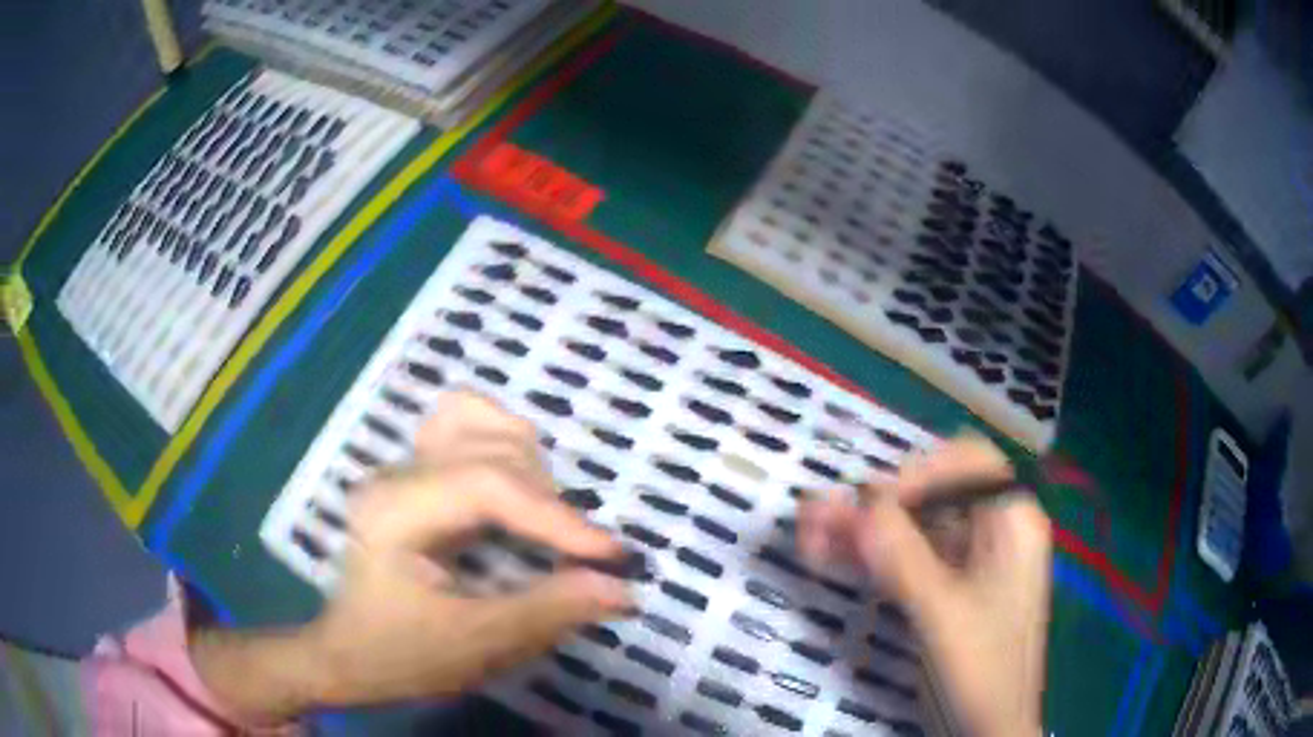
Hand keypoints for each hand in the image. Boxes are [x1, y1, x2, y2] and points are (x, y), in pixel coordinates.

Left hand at [192, 390, 630, 723]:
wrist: (349, 654)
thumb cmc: (401, 654)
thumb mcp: (476, 645)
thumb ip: (548, 611)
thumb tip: (621, 587)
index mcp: (395, 511)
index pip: (486, 486)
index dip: (555, 517)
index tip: (612, 555)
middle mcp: (395, 474)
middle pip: (490, 448)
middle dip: (546, 502)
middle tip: (578, 556)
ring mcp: (400, 467)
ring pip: (477, 420)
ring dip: (527, 466)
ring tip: (546, 522)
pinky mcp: (411, 475)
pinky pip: (463, 428)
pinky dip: (502, 448)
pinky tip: (516, 487)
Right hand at [798, 437, 1051, 736]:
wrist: (986, 729)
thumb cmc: (982, 670)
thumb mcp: (943, 614)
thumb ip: (904, 558)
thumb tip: (859, 502)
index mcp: (1011, 523)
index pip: (968, 464)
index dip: (920, 473)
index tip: (873, 505)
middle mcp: (990, 532)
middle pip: (931, 494)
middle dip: (875, 502)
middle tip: (820, 518)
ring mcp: (965, 562)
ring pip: (910, 526)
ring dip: (861, 528)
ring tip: (809, 532)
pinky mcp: (943, 589)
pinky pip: (903, 558)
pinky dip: (868, 555)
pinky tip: (828, 556)